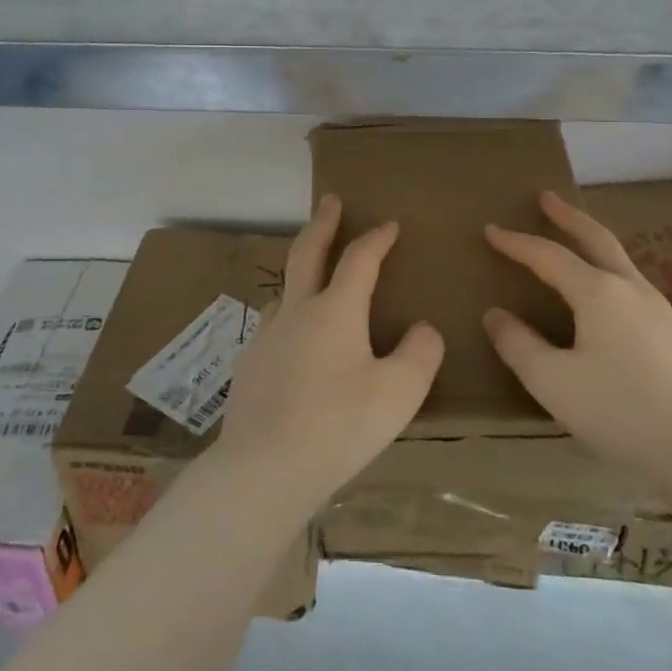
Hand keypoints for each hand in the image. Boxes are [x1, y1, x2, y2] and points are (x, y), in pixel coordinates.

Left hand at [214, 195, 444, 509]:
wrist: (262, 469)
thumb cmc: (338, 427)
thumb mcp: (399, 393)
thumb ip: (420, 354)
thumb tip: (423, 329)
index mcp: (335, 311)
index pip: (359, 259)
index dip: (377, 238)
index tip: (390, 224)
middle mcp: (296, 312)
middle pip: (307, 252)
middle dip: (323, 223)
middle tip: (330, 201)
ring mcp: (266, 337)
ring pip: (285, 290)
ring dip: (301, 271)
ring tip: (313, 275)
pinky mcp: (248, 366)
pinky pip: (273, 327)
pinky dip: (289, 317)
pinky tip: (292, 343)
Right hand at [484, 190, 671, 499]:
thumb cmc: (622, 412)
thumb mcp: (553, 383)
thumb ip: (519, 345)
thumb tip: (495, 315)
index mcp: (599, 293)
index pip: (548, 256)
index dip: (517, 242)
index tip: (490, 230)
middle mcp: (630, 289)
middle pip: (596, 238)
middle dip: (568, 216)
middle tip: (546, 198)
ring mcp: (658, 309)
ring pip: (618, 258)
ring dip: (591, 239)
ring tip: (573, 237)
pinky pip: (630, 282)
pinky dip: (607, 266)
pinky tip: (605, 290)